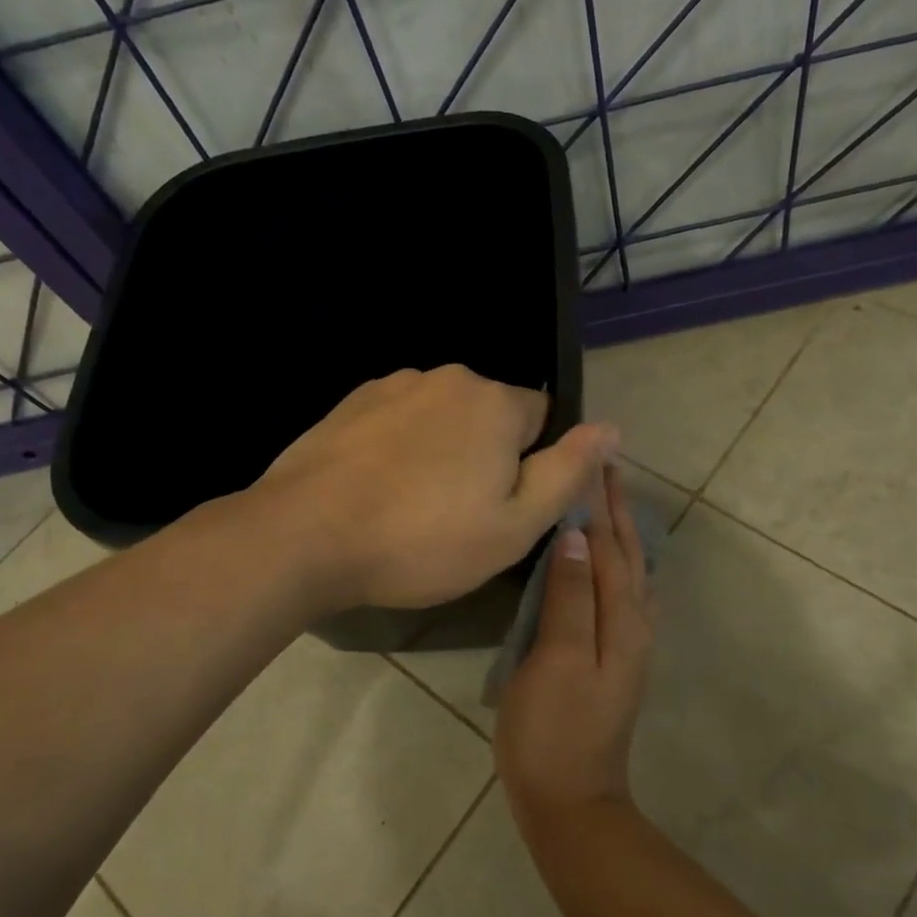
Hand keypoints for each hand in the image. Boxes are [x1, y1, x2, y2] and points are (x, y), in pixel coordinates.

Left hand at [251, 365, 616, 611]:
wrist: (305, 536)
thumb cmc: (423, 539)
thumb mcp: (514, 525)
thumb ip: (569, 472)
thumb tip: (612, 428)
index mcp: (495, 401)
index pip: (543, 417)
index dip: (532, 464)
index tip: (502, 505)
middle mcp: (448, 377)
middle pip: (491, 415)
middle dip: (487, 455)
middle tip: (458, 515)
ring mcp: (394, 384)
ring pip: (442, 417)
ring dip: (441, 450)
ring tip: (411, 506)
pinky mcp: (352, 401)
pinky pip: (399, 420)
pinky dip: (400, 447)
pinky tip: (377, 489)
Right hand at [495, 464, 653, 832]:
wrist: (571, 801)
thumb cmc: (554, 729)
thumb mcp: (557, 659)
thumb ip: (571, 595)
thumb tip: (578, 535)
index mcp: (621, 619)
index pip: (609, 545)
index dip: (598, 502)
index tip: (590, 458)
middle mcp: (633, 624)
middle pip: (628, 553)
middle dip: (617, 508)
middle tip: (605, 465)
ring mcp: (627, 644)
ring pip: (630, 572)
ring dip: (620, 531)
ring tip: (608, 500)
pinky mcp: (613, 659)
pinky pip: (623, 594)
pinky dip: (619, 565)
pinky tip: (611, 564)